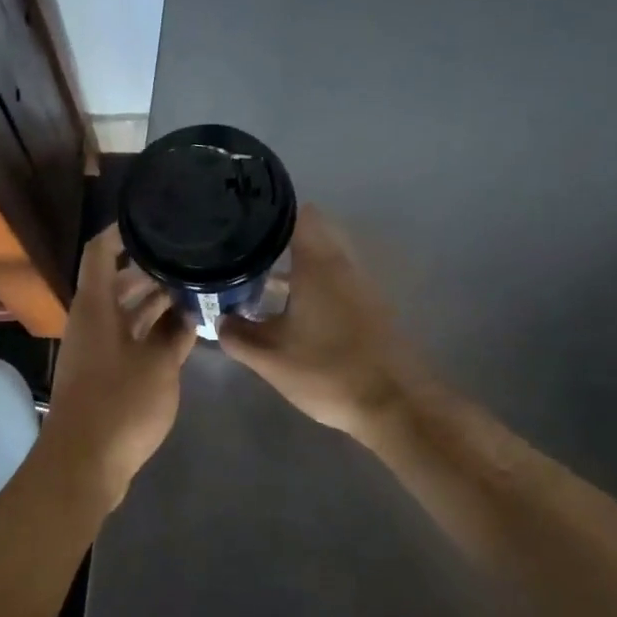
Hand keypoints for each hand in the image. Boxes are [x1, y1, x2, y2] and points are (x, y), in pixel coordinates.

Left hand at [39, 224, 196, 504]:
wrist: (85, 462)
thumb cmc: (120, 404)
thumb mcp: (159, 365)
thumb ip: (176, 334)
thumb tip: (188, 313)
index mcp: (95, 307)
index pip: (100, 252)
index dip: (121, 231)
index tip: (152, 218)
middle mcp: (90, 321)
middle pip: (116, 282)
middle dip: (149, 269)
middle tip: (188, 258)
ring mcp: (95, 349)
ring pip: (123, 312)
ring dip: (153, 302)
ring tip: (193, 289)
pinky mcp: (102, 373)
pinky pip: (127, 338)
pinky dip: (150, 330)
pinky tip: (181, 331)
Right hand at [218, 206, 426, 439]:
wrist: (395, 405)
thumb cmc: (328, 372)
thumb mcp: (271, 359)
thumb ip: (238, 336)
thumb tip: (220, 320)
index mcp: (318, 265)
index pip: (299, 215)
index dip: (271, 211)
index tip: (243, 220)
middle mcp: (343, 265)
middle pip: (313, 233)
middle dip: (280, 239)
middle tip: (246, 252)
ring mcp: (362, 286)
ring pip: (325, 258)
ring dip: (297, 264)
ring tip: (261, 280)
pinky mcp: (372, 307)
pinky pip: (337, 280)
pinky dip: (314, 284)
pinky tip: (292, 310)